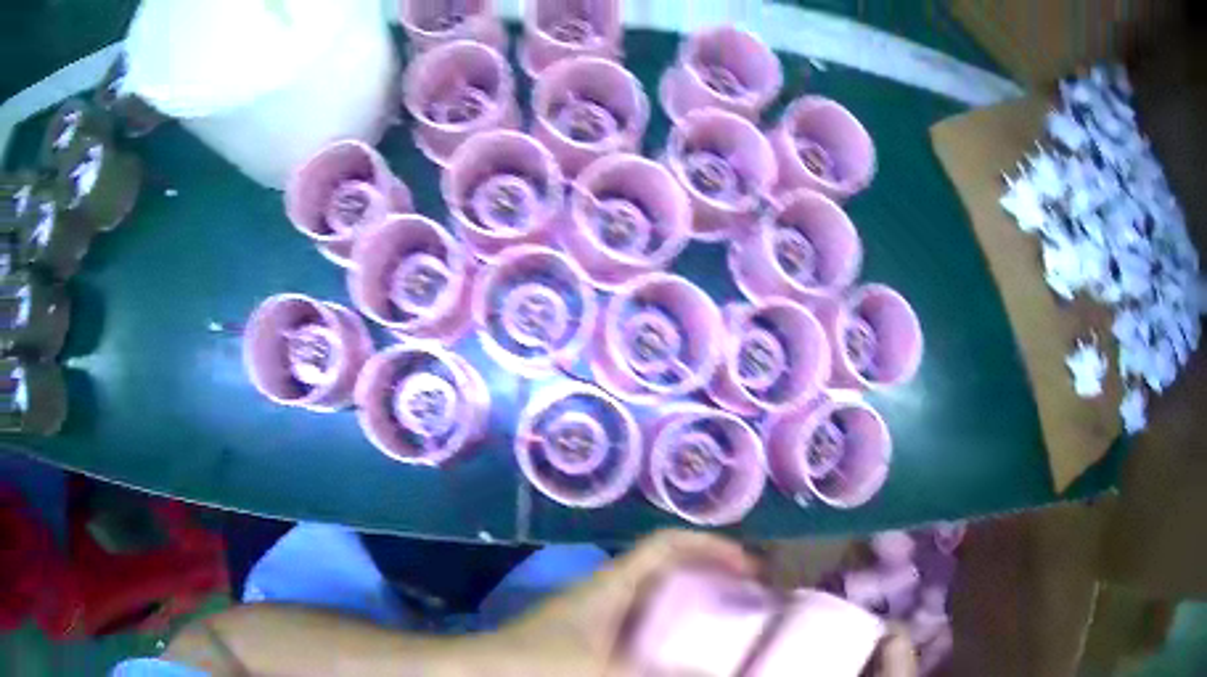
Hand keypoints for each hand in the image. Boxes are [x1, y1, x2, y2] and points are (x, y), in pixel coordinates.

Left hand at [467, 529, 755, 676]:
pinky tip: (682, 652)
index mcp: (611, 584)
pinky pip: (642, 625)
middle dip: (710, 575)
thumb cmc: (538, 664)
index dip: (710, 546)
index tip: (749, 566)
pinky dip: (668, 630)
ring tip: (728, 623)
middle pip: (667, 568)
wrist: (481, 673)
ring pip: (655, 597)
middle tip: (749, 597)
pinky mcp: (589, 638)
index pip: (666, 545)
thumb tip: (715, 672)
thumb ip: (663, 673)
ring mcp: (596, 615)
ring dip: (691, 603)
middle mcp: (605, 592)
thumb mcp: (606, 671)